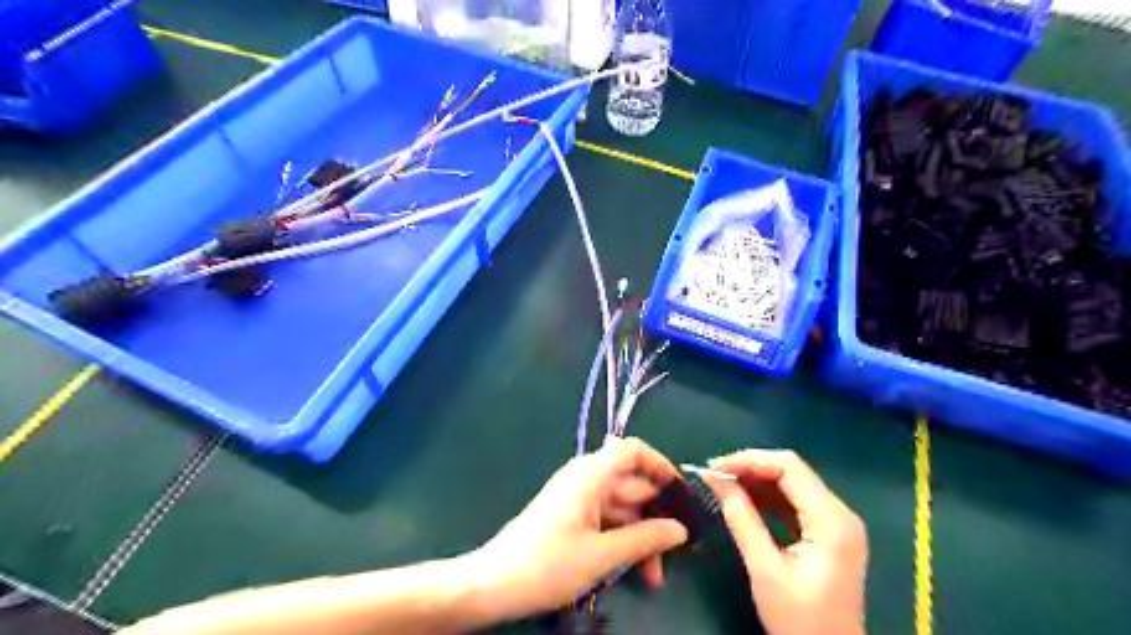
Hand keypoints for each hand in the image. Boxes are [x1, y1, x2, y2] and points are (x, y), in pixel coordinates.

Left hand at [470, 436, 687, 618]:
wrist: (494, 584)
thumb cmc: (548, 563)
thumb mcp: (602, 555)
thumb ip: (645, 539)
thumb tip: (680, 530)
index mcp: (591, 474)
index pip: (632, 450)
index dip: (660, 465)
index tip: (681, 494)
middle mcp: (586, 479)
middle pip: (632, 486)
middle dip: (655, 518)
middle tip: (675, 553)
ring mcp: (578, 499)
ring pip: (622, 509)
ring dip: (640, 538)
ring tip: (654, 577)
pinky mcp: (572, 518)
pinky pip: (606, 521)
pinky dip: (622, 542)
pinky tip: (633, 571)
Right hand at [704, 450, 867, 634]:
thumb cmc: (800, 620)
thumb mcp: (765, 569)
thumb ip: (742, 520)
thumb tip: (716, 480)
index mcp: (831, 520)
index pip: (789, 467)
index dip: (749, 460)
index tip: (715, 467)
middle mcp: (839, 513)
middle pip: (791, 472)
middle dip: (750, 469)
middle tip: (714, 475)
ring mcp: (836, 523)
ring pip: (791, 484)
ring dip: (756, 481)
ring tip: (722, 484)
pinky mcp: (827, 533)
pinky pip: (794, 503)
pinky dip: (767, 498)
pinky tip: (742, 499)